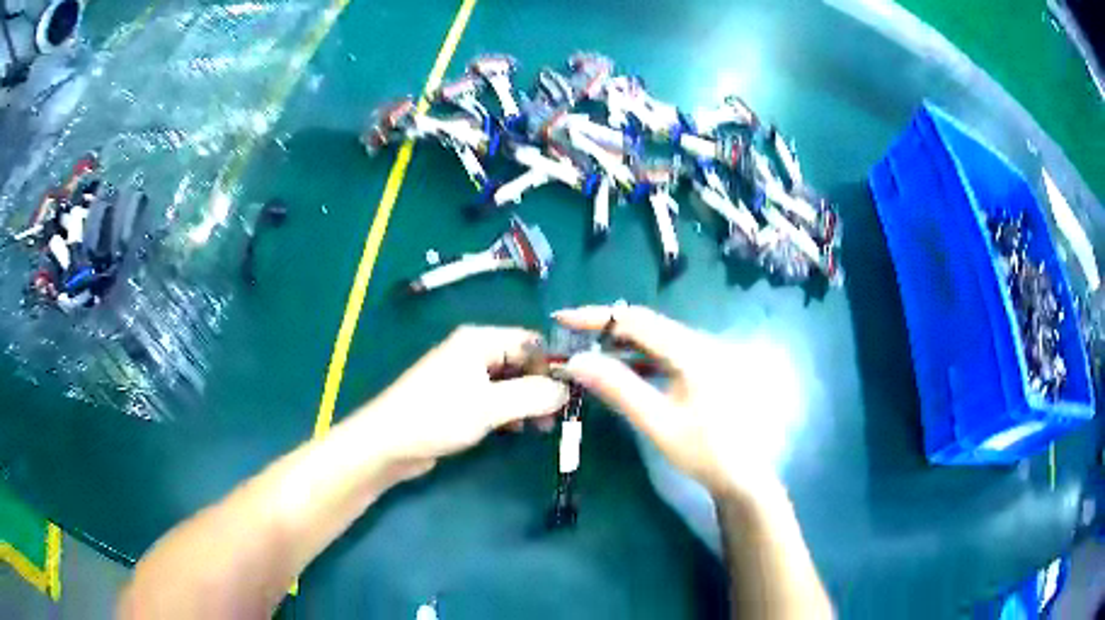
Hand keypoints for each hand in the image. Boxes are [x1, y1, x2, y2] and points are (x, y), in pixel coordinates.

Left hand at [352, 326, 569, 472]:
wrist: (390, 443)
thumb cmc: (438, 416)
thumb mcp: (490, 406)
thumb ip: (533, 395)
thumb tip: (566, 390)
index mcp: (479, 341)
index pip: (530, 341)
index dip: (553, 364)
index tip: (572, 392)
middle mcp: (473, 352)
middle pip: (521, 361)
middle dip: (542, 386)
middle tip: (558, 416)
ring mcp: (465, 376)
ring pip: (510, 383)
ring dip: (528, 402)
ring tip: (542, 427)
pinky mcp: (460, 399)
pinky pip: (495, 398)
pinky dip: (510, 411)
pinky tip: (518, 429)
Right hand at [555, 305, 778, 498]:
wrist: (742, 475)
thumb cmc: (703, 452)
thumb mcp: (658, 422)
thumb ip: (619, 388)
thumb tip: (577, 360)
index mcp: (692, 351)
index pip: (636, 321)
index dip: (596, 317)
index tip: (561, 318)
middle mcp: (700, 343)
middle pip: (646, 324)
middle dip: (606, 327)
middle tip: (569, 336)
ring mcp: (705, 355)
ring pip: (655, 338)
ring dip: (621, 342)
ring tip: (588, 351)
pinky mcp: (704, 368)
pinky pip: (665, 352)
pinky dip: (638, 357)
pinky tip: (621, 368)